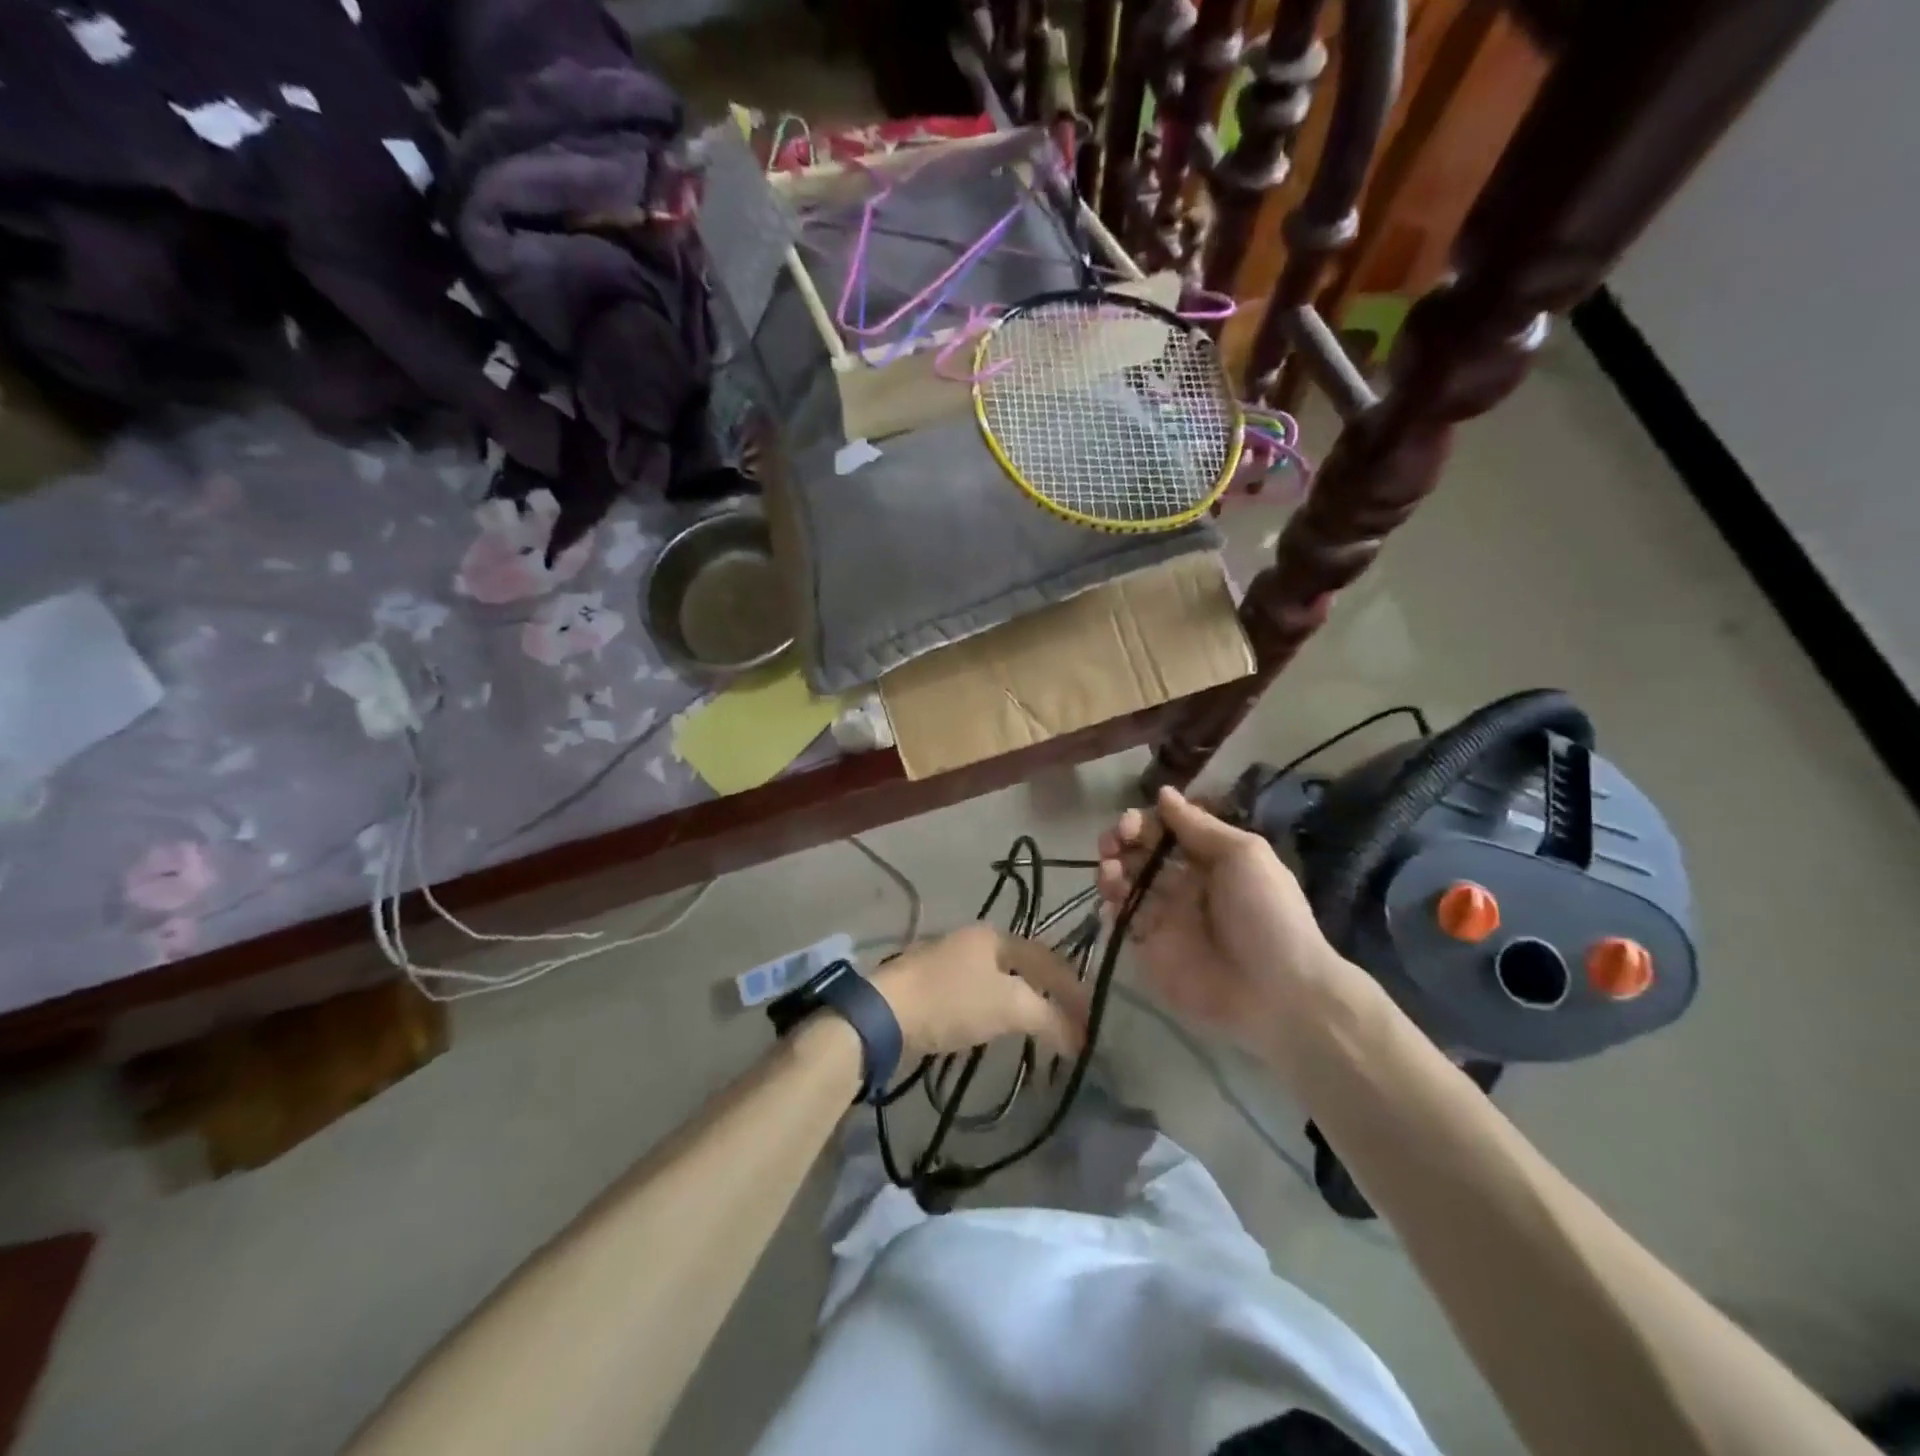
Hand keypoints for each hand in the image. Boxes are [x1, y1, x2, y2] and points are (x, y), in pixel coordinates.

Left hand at [871, 924, 1086, 1061]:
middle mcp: (973, 940)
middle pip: (1023, 966)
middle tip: (1069, 1023)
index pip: (1047, 958)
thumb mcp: (1008, 1006)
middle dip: (1049, 994)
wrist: (883, 1014)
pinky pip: (977, 994)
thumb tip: (1077, 1035)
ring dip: (1023, 1003)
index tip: (1090, 1018)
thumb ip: (1047, 1017)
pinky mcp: (930, 985)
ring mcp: (948, 960)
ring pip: (999, 980)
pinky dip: (997, 1010)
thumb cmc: (951, 1001)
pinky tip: (998, 1027)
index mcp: (994, 936)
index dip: (1072, 988)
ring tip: (1040, 1029)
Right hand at [1096, 787, 1349, 1056]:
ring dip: (1110, 870)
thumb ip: (1198, 825)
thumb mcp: (1242, 855)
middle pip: (1139, 854)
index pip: (1164, 831)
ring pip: (1124, 884)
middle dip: (1119, 842)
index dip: (1143, 822)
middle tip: (1112, 844)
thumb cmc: (1265, 914)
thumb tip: (1163, 792)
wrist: (1279, 992)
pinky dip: (1109, 908)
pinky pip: (1121, 923)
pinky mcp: (1150, 950)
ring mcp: (1164, 918)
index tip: (1131, 825)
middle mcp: (1183, 885)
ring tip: (1111, 873)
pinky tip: (1112, 904)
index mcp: (1208, 860)